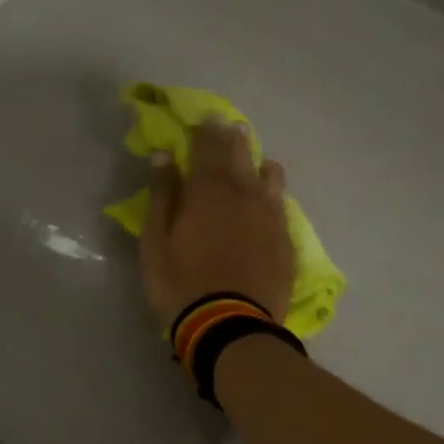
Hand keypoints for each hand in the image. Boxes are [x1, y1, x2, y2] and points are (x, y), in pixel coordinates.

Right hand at [142, 119, 295, 329]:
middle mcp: (246, 195)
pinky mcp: (285, 244)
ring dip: (260, 165)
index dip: (205, 130)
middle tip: (230, 126)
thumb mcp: (157, 241)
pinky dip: (274, 198)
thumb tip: (164, 155)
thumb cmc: (181, 283)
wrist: (229, 326)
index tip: (203, 117)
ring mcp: (271, 219)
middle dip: (233, 139)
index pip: (209, 146)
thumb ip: (163, 195)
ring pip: (270, 179)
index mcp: (210, 190)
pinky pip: (282, 209)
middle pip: (241, 157)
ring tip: (257, 162)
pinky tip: (271, 202)